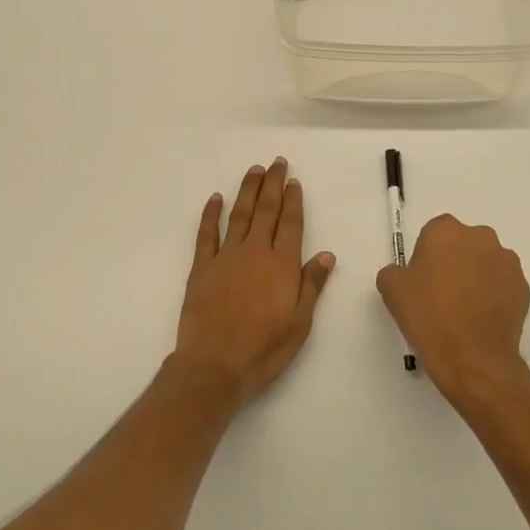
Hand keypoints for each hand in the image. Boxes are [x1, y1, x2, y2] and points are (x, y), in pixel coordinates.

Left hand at [174, 159, 335, 405]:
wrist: (214, 366)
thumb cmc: (263, 349)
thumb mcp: (300, 323)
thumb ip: (311, 285)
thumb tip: (327, 254)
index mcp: (282, 265)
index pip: (291, 223)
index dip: (293, 200)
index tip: (294, 181)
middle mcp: (255, 252)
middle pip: (266, 210)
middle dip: (273, 185)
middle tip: (277, 163)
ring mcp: (226, 257)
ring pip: (239, 215)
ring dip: (247, 191)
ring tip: (254, 171)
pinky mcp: (202, 268)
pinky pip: (207, 234)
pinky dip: (211, 214)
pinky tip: (215, 198)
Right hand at [377, 215, 529, 407]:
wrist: (473, 359)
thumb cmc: (429, 318)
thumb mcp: (392, 291)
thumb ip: (394, 271)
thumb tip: (404, 273)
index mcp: (446, 231)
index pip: (434, 233)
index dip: (426, 256)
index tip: (422, 281)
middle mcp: (480, 237)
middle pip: (463, 243)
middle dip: (454, 261)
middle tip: (442, 294)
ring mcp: (507, 262)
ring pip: (486, 262)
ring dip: (476, 276)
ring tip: (465, 310)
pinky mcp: (524, 286)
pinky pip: (503, 284)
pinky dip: (495, 295)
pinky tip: (482, 320)